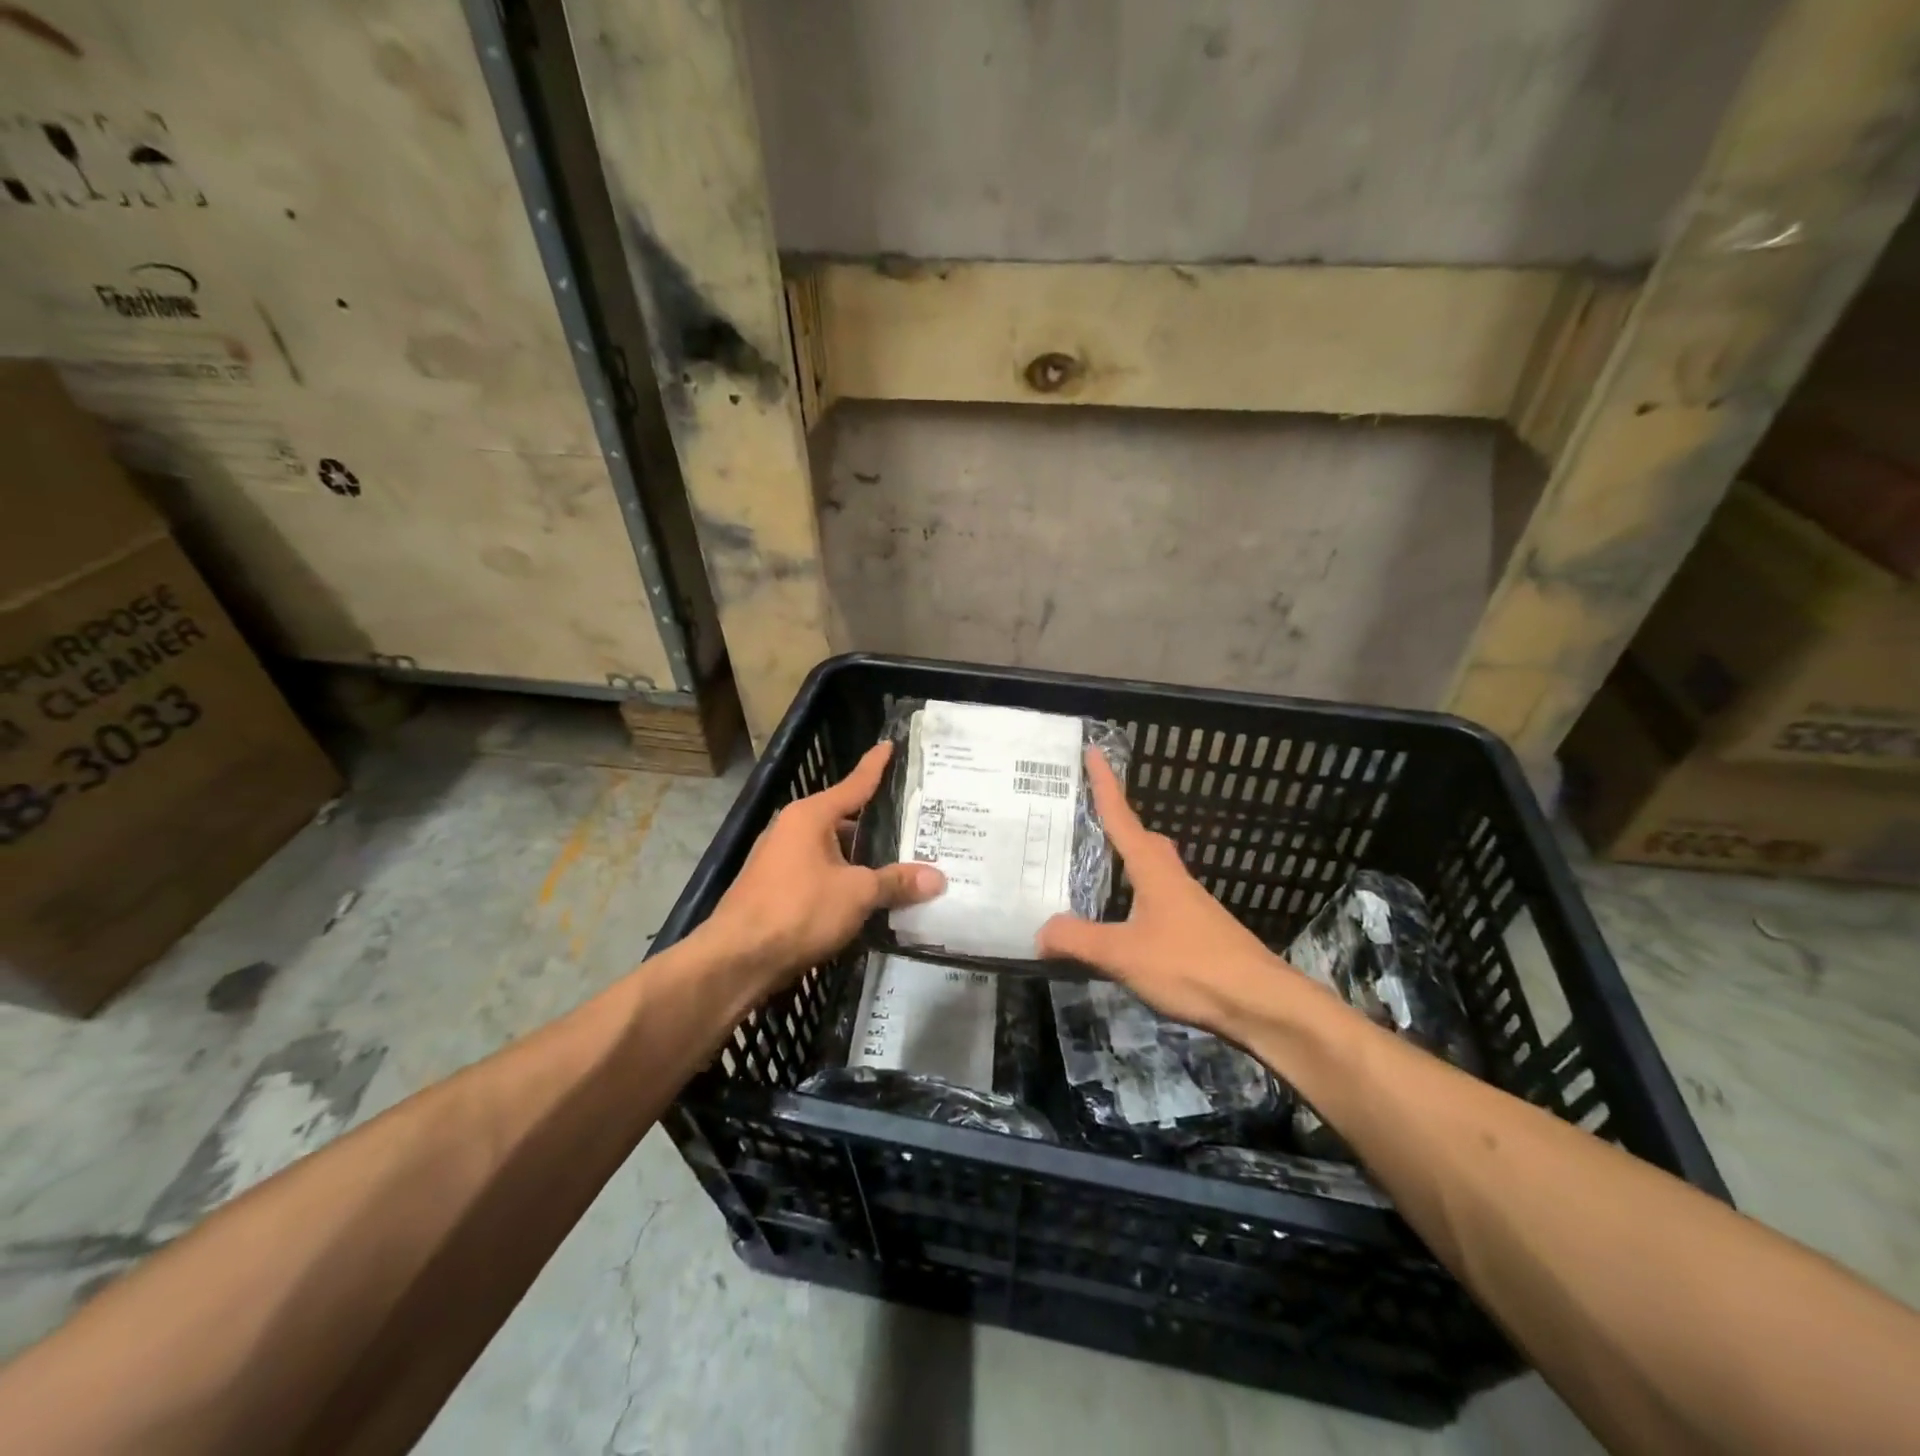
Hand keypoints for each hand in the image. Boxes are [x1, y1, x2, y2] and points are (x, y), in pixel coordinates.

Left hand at [699, 741, 944, 983]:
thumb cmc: (798, 910)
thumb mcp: (857, 894)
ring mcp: (780, 860)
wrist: (736, 960)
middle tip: (916, 824)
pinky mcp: (775, 890)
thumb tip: (938, 878)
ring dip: (861, 858)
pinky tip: (867, 896)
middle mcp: (792, 830)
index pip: (853, 784)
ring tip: (900, 863)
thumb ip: (896, 882)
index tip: (889, 745)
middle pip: (844, 819)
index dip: (875, 766)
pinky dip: (844, 880)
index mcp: (810, 816)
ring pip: (832, 851)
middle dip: (877, 824)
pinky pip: (820, 874)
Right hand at [1037, 748, 1294, 1035]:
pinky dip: (1137, 898)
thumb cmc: (1190, 965)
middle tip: (1090, 820)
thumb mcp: (1123, 953)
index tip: (1094, 752)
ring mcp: (1190, 905)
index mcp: (1153, 870)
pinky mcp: (1199, 931)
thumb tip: (1040, 931)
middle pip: (1143, 840)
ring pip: (1153, 870)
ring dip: (1128, 864)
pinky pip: (1159, 900)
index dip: (1105, 785)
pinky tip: (1126, 923)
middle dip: (1119, 824)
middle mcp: (1172, 878)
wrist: (1260, 1001)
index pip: (1122, 817)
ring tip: (1099, 874)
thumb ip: (1078, 940)